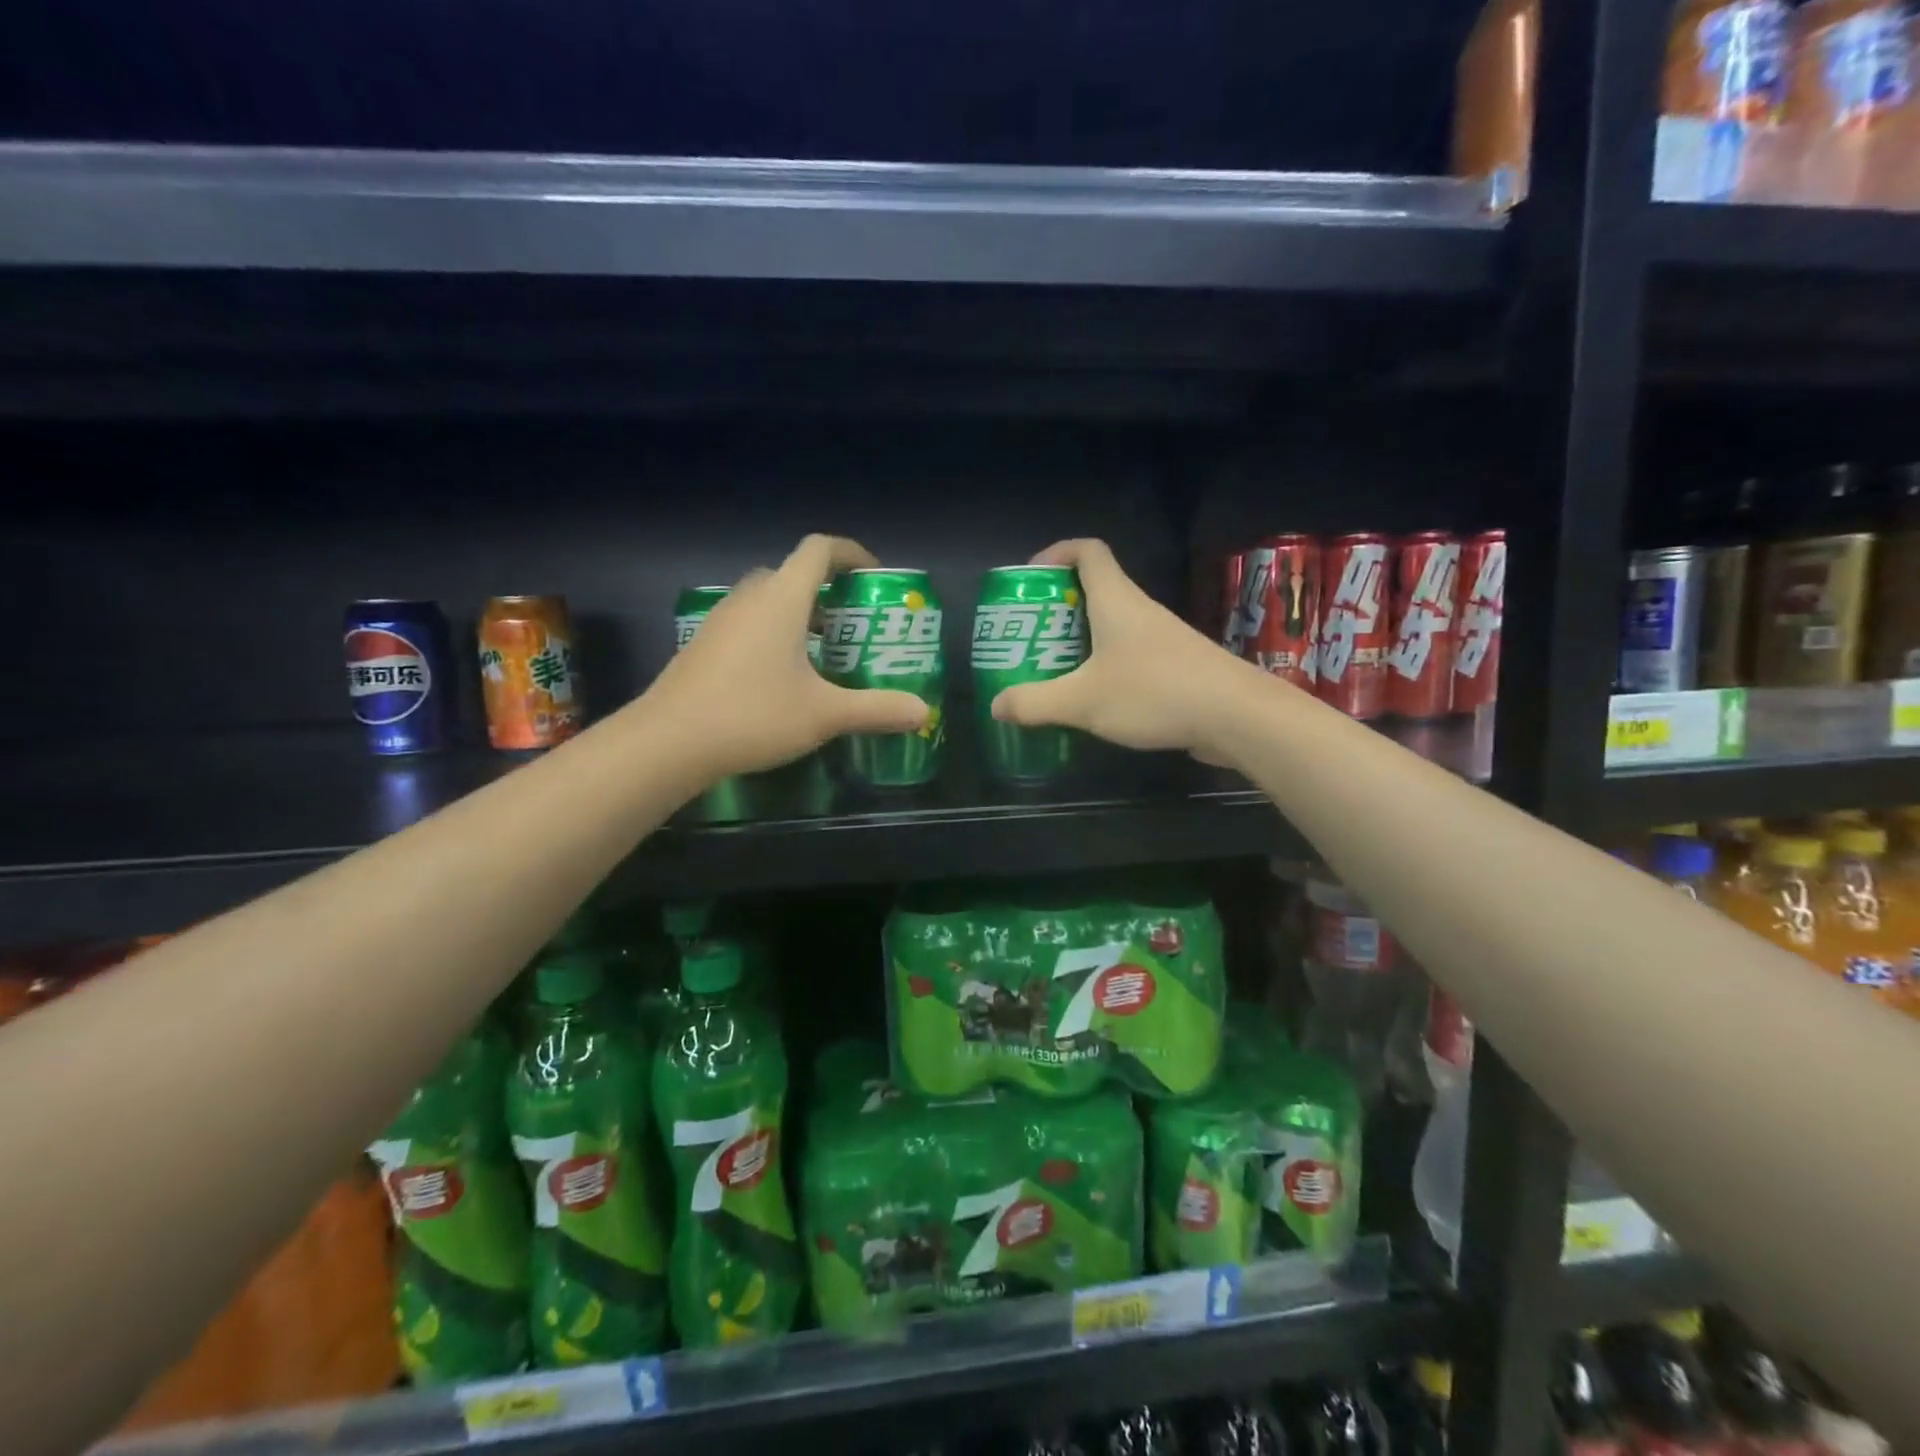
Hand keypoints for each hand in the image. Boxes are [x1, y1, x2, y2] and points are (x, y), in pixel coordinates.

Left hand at [646, 534, 928, 779]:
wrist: (668, 743)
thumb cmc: (753, 716)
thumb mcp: (824, 714)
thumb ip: (876, 709)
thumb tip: (923, 712)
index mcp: (782, 599)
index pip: (819, 550)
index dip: (851, 553)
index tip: (873, 576)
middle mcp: (749, 599)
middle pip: (792, 574)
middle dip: (826, 591)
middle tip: (850, 624)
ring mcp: (720, 621)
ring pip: (766, 600)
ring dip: (797, 615)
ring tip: (822, 654)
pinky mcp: (703, 646)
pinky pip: (746, 624)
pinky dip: (771, 635)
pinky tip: (781, 679)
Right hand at [988, 539, 1256, 760]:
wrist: (1237, 716)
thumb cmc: (1154, 692)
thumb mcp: (1082, 701)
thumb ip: (1035, 703)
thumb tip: (997, 705)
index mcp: (1116, 601)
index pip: (1087, 551)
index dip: (1056, 553)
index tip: (1030, 578)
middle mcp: (1140, 611)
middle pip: (1095, 591)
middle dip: (1058, 610)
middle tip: (1029, 637)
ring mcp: (1162, 639)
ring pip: (1112, 627)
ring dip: (1081, 643)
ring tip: (1053, 672)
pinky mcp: (1176, 667)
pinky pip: (1130, 656)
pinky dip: (1105, 668)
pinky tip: (1094, 701)